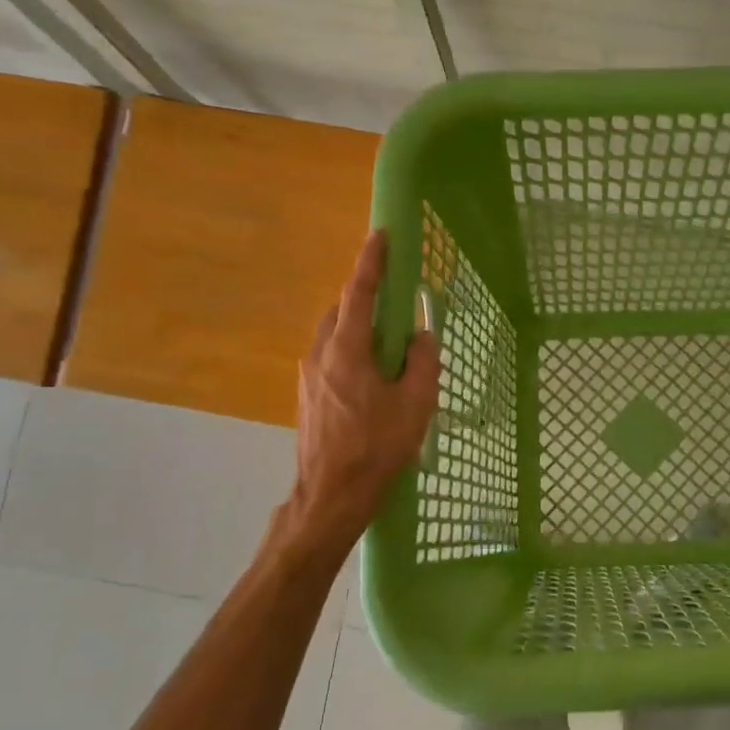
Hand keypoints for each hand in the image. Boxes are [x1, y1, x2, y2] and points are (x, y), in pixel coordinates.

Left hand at [292, 231, 438, 532]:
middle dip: (365, 297)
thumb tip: (421, 336)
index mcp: (347, 350)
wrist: (331, 495)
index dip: (371, 262)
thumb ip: (423, 362)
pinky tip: (371, 375)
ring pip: (333, 335)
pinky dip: (350, 350)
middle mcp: (321, 354)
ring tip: (387, 342)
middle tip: (394, 299)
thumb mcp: (415, 404)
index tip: (380, 235)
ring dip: (358, 327)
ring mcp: (308, 376)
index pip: (359, 293)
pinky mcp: (307, 396)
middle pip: (342, 311)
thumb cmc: (376, 447)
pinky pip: (330, 357)